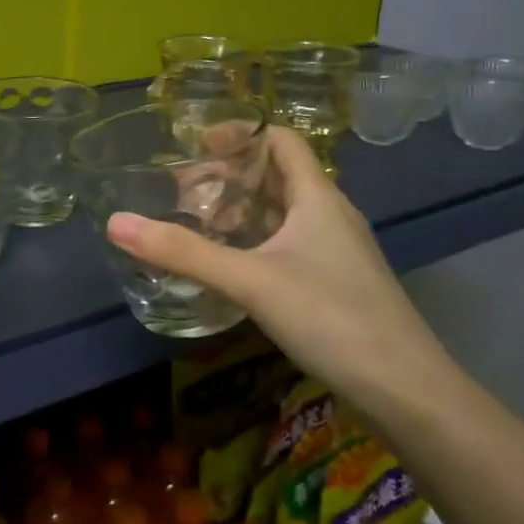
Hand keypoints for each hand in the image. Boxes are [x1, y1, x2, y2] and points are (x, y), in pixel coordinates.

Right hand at [105, 127, 460, 415]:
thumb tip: (115, 223)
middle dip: (229, 176)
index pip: (281, 140)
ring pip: (283, 212)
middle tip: (183, 191)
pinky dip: (255, 241)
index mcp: (317, 197)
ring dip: (241, 210)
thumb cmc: (332, 318)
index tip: (195, 145)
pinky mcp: (336, 282)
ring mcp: (336, 251)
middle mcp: (330, 214)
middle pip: (278, 175)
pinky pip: (288, 243)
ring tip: (198, 225)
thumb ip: (183, 252)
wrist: (407, 390)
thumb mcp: (250, 281)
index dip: (240, 133)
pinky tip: (231, 267)